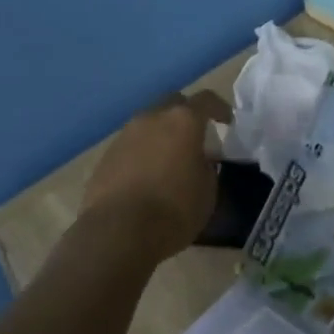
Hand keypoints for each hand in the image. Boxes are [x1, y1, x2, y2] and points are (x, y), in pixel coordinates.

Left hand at [81, 90, 231, 259]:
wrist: (117, 232)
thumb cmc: (174, 210)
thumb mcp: (208, 191)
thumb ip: (207, 167)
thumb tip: (199, 161)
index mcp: (183, 121)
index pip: (206, 100)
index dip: (220, 109)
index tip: (228, 122)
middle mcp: (152, 118)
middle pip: (173, 104)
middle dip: (187, 115)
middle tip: (196, 137)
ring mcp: (125, 135)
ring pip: (149, 123)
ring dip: (162, 134)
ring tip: (170, 159)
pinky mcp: (106, 156)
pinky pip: (132, 145)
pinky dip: (143, 153)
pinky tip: (147, 176)